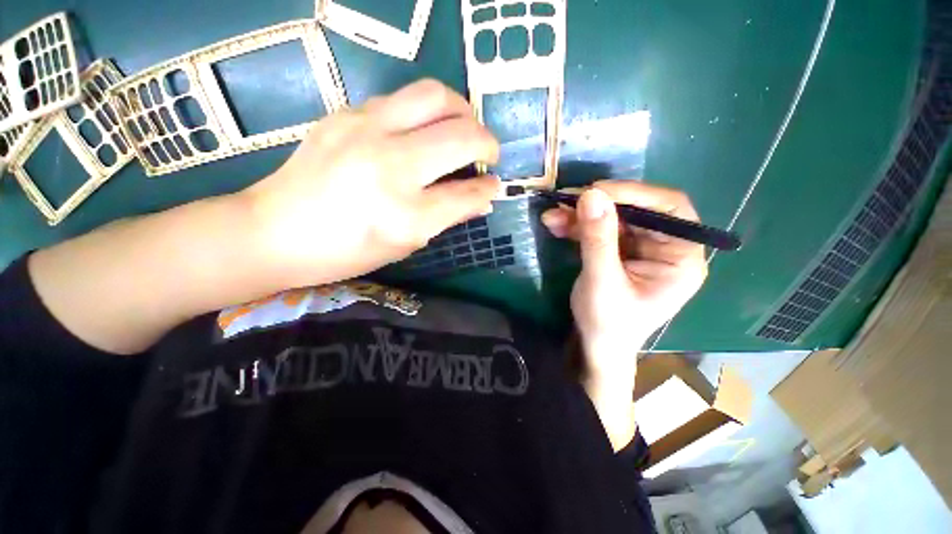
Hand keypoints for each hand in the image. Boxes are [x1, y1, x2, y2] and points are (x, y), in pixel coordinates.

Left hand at [244, 79, 500, 287]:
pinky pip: (402, 99)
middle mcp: (391, 167)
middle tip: (487, 153)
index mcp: (405, 215)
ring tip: (462, 130)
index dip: (488, 189)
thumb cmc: (345, 251)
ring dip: (462, 112)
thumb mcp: (404, 244)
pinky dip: (425, 112)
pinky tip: (421, 131)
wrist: (274, 231)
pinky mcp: (346, 114)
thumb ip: (447, 217)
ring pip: (436, 96)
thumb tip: (482, 199)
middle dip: (487, 142)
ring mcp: (365, 131)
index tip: (494, 185)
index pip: (467, 193)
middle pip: (462, 135)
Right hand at [542, 181, 707, 374]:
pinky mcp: (619, 251)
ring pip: (612, 218)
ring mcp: (641, 248)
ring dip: (580, 216)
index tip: (595, 191)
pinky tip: (556, 225)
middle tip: (565, 201)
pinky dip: (577, 227)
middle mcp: (665, 248)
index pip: (670, 209)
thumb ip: (597, 239)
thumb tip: (590, 194)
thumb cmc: (608, 323)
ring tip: (552, 216)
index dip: (634, 194)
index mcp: (681, 258)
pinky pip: (599, 230)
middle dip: (597, 206)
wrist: (596, 345)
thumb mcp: (602, 282)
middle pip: (636, 211)